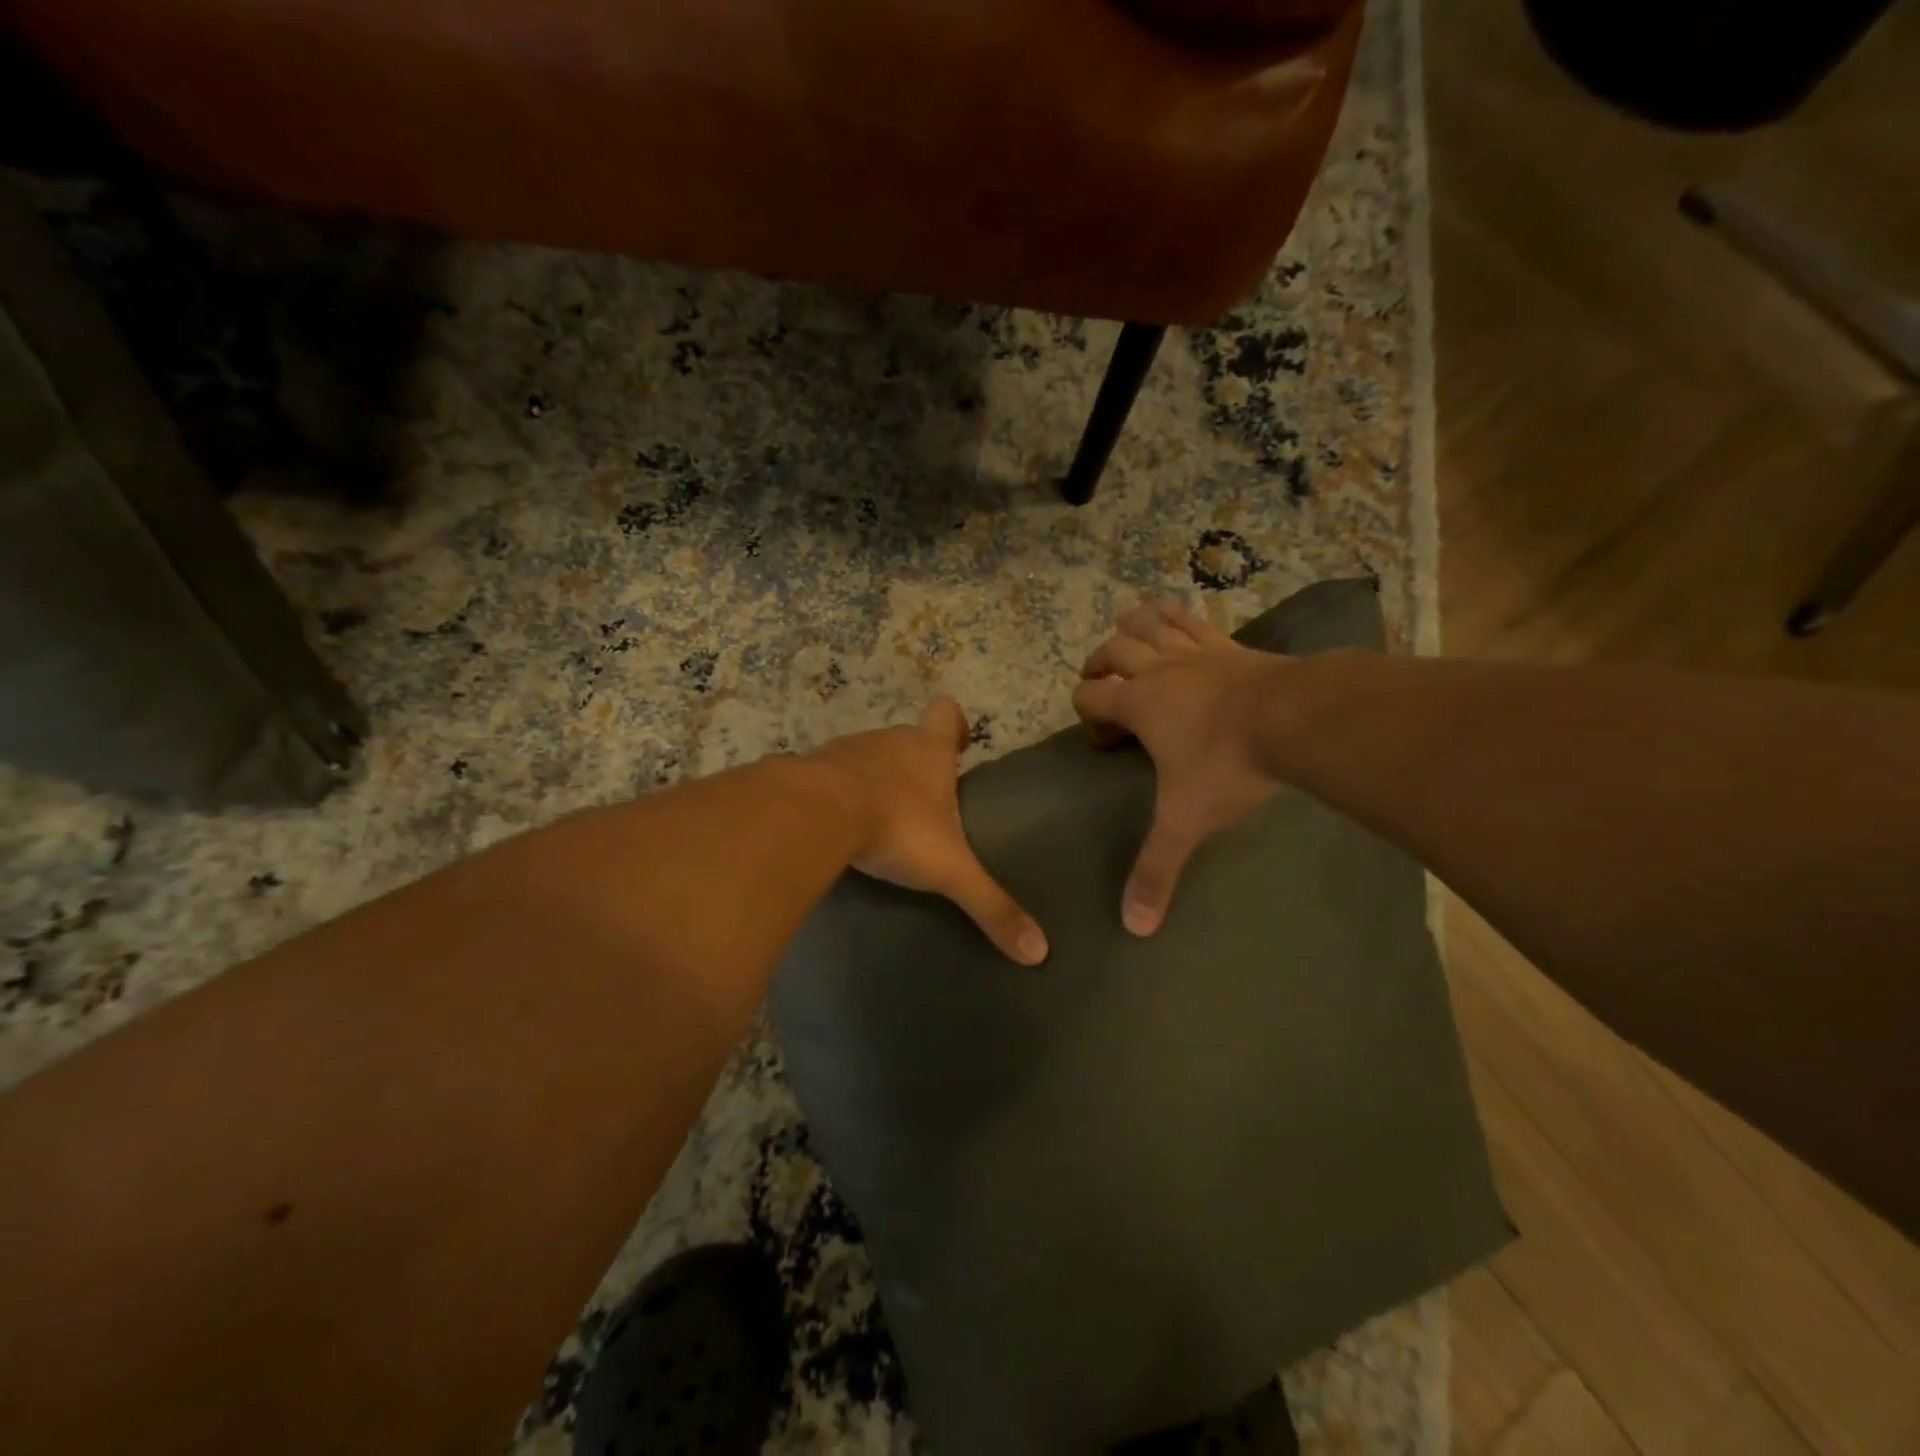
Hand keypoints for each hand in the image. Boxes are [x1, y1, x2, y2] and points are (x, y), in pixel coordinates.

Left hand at [809, 698, 1048, 965]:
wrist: (813, 815)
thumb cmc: (895, 827)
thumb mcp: (949, 870)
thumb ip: (990, 905)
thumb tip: (1039, 952)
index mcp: (927, 751)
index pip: (946, 713)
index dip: (954, 725)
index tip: (958, 748)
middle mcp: (888, 742)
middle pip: (906, 740)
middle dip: (915, 766)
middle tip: (924, 805)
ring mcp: (845, 752)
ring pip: (866, 757)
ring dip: (875, 781)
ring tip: (880, 821)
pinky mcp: (808, 770)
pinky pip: (827, 778)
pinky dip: (834, 796)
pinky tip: (834, 828)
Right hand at [1073, 602, 1288, 935]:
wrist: (1296, 719)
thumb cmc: (1228, 766)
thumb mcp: (1186, 821)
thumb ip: (1157, 870)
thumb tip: (1133, 927)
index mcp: (1137, 704)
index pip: (1089, 696)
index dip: (1086, 713)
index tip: (1103, 740)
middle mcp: (1158, 670)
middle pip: (1112, 651)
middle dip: (1099, 664)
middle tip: (1101, 683)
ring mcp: (1195, 652)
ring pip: (1149, 624)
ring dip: (1132, 627)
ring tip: (1126, 634)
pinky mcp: (1230, 644)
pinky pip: (1195, 619)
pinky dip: (1178, 615)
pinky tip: (1177, 615)